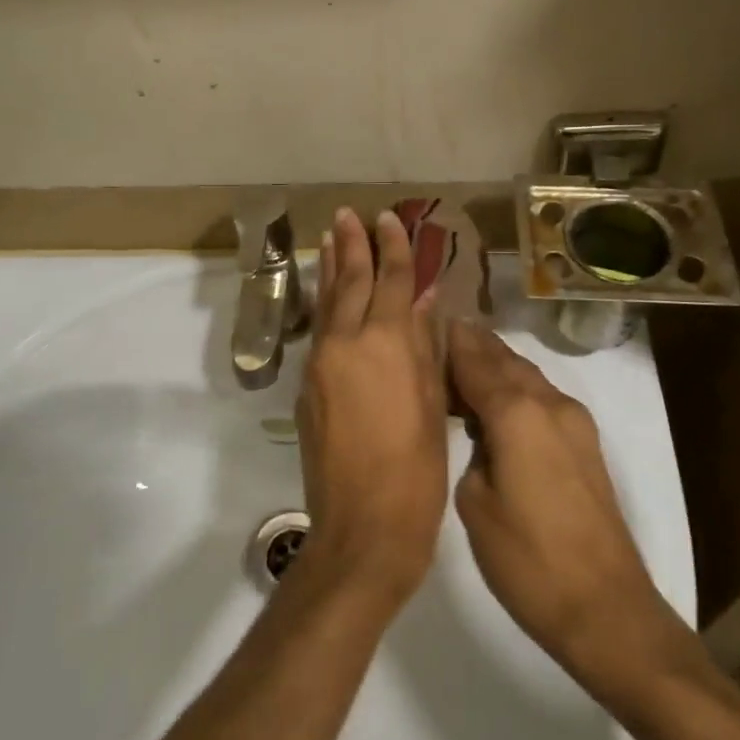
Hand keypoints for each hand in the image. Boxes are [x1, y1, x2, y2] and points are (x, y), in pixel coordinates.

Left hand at [295, 209, 449, 607]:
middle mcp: (346, 343)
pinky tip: (327, 295)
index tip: (389, 218)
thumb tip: (421, 300)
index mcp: (385, 343)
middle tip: (347, 214)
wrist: (363, 526)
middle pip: (349, 281)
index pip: (390, 280)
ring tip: (329, 238)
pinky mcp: (307, 387)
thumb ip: (423, 345)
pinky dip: (324, 304)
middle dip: (352, 245)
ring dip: (329, 268)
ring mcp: (321, 364)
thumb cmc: (416, 469)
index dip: (393, 248)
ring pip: (326, 303)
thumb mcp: (432, 402)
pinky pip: (318, 331)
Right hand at [448, 322, 705, 702]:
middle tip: (440, 336)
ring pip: (527, 376)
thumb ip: (471, 453)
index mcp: (517, 413)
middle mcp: (550, 404)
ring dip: (496, 365)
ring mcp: (574, 422)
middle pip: (505, 359)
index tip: (426, 321)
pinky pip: (542, 397)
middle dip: (474, 345)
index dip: (451, 341)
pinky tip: (496, 402)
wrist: (606, 609)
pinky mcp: (585, 444)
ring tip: (463, 363)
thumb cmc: (529, 560)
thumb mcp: (476, 504)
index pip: (476, 361)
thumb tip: (481, 435)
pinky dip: (516, 388)